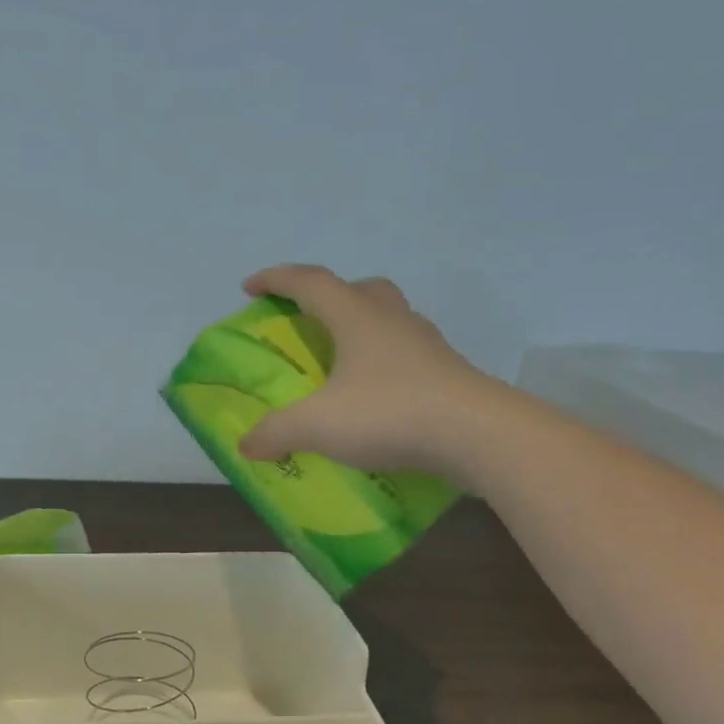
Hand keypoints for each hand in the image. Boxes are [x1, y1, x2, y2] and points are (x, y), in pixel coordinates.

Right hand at [236, 264, 499, 474]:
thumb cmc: (389, 413)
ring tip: (342, 363)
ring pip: (389, 319)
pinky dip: (384, 364)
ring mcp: (425, 345)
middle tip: (309, 321)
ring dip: (361, 329)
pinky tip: (375, 396)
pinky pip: (406, 355)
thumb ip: (277, 431)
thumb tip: (246, 444)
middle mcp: (392, 320)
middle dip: (329, 298)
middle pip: (360, 290)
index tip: (249, 287)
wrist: (477, 435)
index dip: (276, 280)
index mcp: (356, 317)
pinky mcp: (446, 373)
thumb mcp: (318, 425)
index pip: (310, 283)